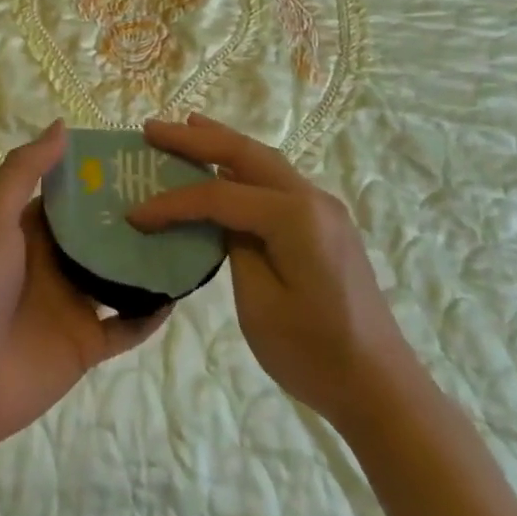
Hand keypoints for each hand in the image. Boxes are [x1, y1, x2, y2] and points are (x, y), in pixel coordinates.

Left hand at [0, 120, 168, 447]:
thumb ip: (24, 171)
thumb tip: (63, 126)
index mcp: (32, 230)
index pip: (74, 195)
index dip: (103, 176)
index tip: (142, 156)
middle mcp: (56, 262)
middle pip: (103, 233)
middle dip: (135, 215)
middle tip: (179, 192)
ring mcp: (74, 303)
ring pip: (121, 277)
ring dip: (148, 260)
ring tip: (188, 235)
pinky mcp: (87, 344)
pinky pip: (128, 326)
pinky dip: (150, 313)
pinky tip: (177, 293)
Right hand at [133, 114, 405, 431]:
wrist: (381, 387)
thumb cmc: (316, 353)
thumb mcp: (260, 304)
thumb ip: (235, 248)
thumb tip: (222, 218)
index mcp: (294, 217)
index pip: (219, 195)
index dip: (173, 203)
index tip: (135, 214)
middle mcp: (311, 198)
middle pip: (245, 154)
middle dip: (196, 138)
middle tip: (152, 129)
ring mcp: (322, 208)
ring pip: (264, 160)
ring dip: (222, 143)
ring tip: (185, 128)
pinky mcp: (324, 223)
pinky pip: (276, 181)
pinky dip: (243, 167)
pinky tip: (224, 169)